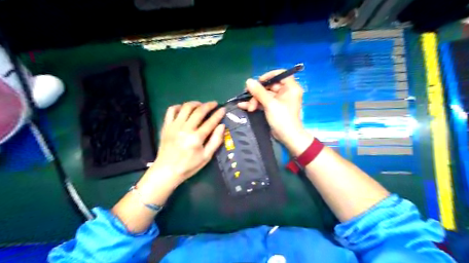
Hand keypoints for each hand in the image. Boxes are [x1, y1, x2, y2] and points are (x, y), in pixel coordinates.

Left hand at [147, 100, 225, 186]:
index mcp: (197, 138)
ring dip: (195, 103)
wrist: (167, 171)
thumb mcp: (206, 157)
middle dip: (209, 105)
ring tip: (201, 105)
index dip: (218, 114)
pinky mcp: (166, 126)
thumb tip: (222, 126)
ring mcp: (174, 126)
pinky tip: (184, 109)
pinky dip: (179, 106)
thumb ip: (216, 141)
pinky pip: (171, 110)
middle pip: (199, 111)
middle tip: (214, 104)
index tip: (223, 109)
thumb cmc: (189, 166)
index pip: (210, 122)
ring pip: (186, 107)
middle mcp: (185, 129)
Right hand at [240, 70, 311, 155]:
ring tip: (248, 108)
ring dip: (255, 100)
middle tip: (248, 96)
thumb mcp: (270, 104)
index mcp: (290, 88)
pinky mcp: (274, 108)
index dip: (269, 76)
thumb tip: (248, 81)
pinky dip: (255, 104)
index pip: (280, 74)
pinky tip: (243, 106)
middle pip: (269, 86)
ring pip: (264, 95)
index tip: (258, 81)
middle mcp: (286, 92)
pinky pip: (264, 102)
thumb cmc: (282, 118)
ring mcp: (279, 100)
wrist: (287, 137)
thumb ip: (259, 91)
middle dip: (257, 92)